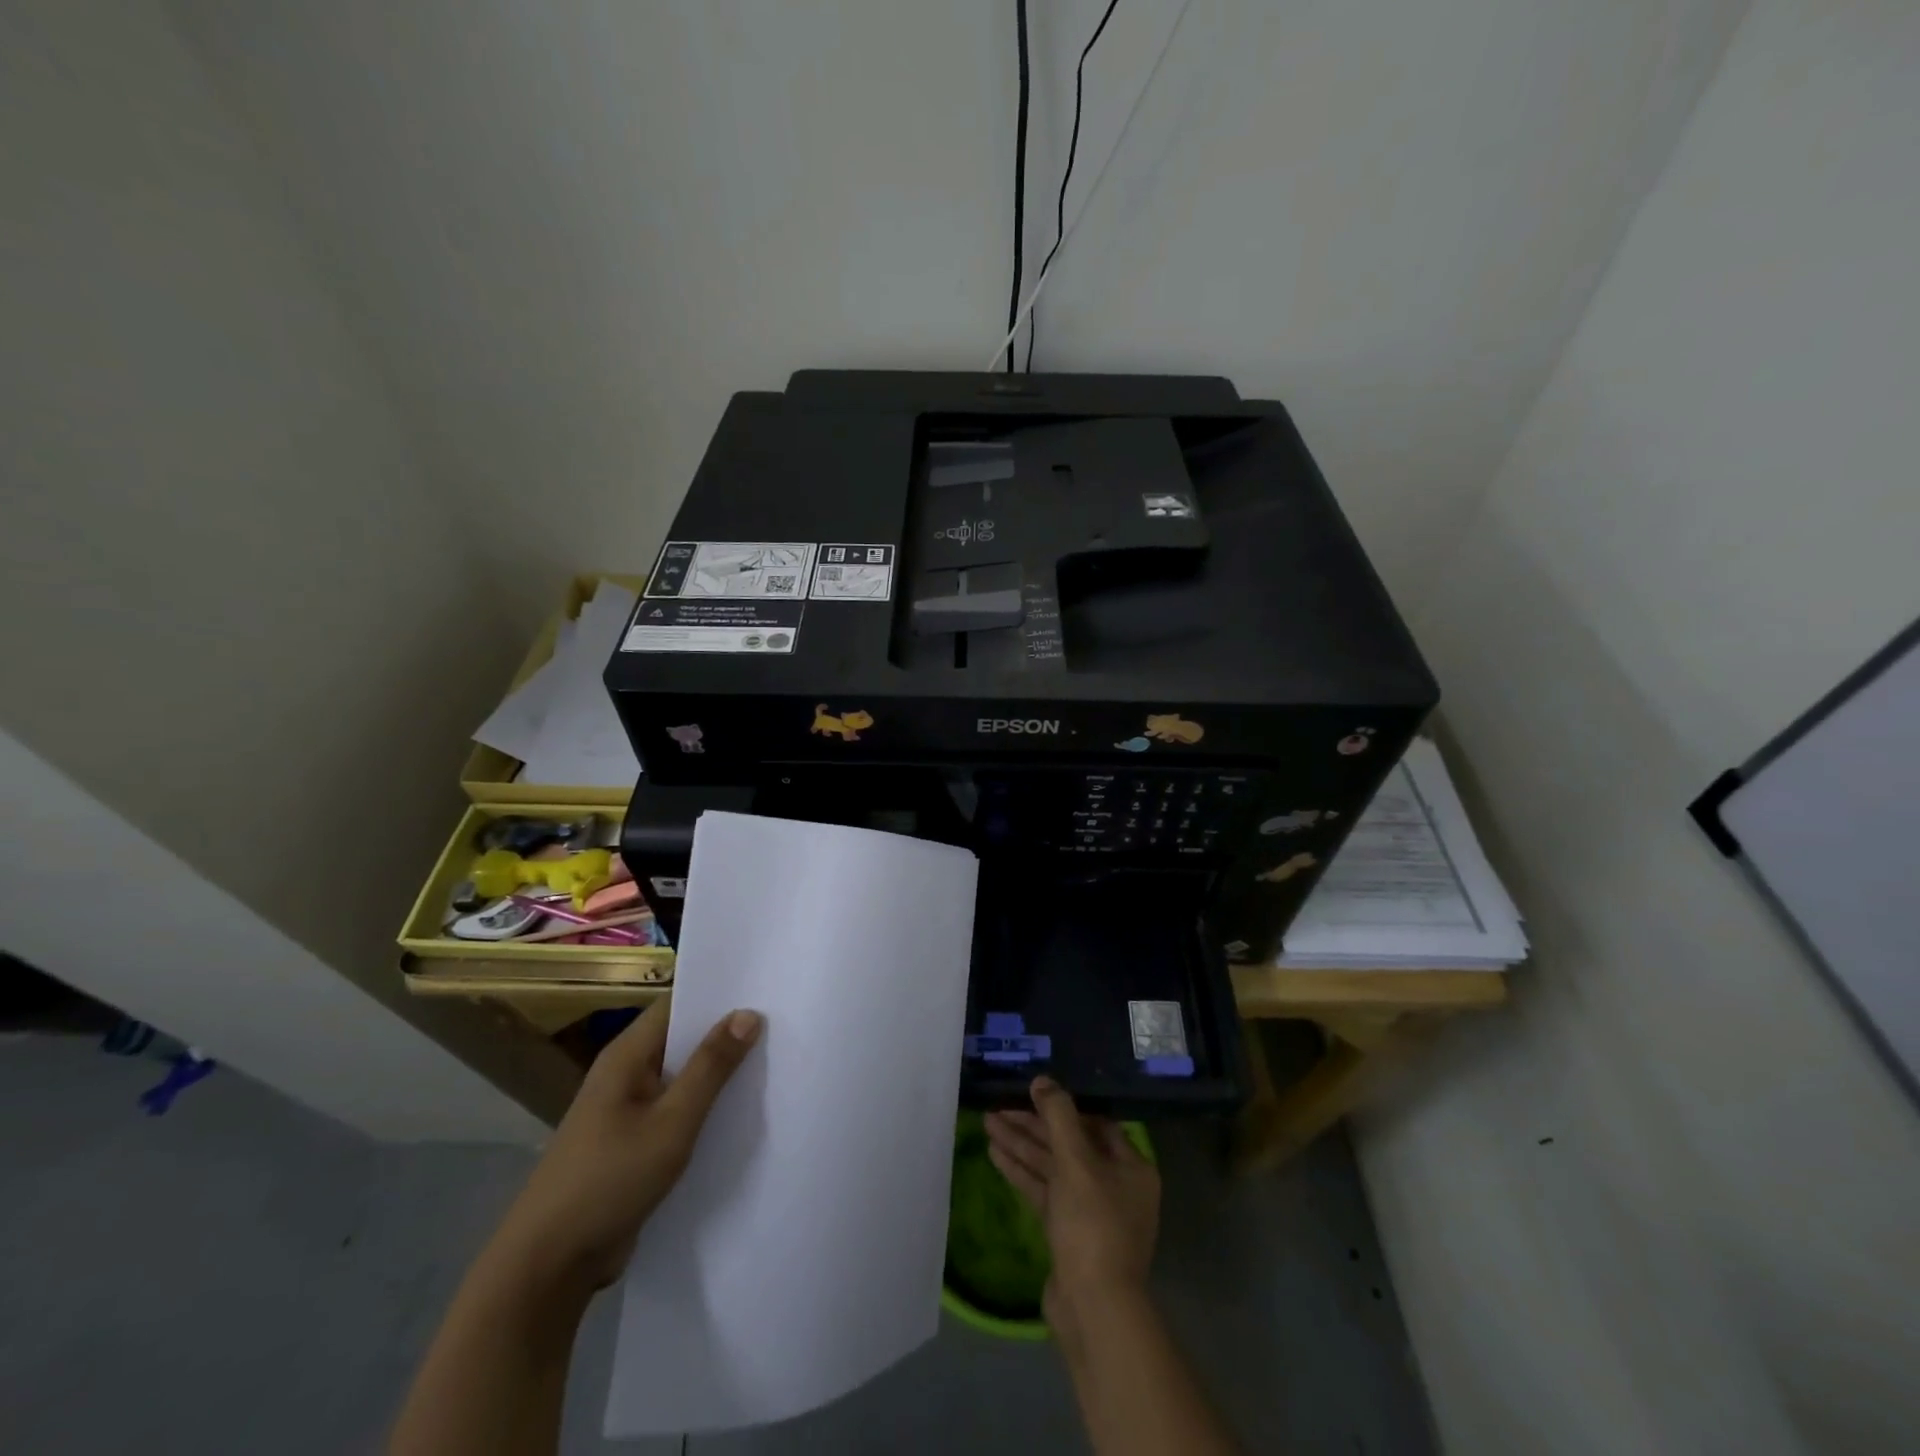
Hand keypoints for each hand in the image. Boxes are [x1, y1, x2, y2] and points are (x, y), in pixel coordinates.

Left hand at [491, 996, 762, 1292]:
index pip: (677, 1004)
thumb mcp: (671, 1122)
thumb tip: (748, 1013)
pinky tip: (741, 1111)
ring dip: (718, 1072)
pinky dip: (704, 1105)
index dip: (718, 994)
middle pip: (682, 1038)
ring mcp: (626, 1109)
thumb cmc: (609, 1180)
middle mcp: (625, 1073)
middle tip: (780, 1023)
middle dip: (725, 1032)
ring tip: (772, 1060)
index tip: (764, 989)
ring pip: (681, 1076)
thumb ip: (711, 1067)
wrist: (548, 1267)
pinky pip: (675, 1109)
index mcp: (626, 1055)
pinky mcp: (632, 1142)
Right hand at [984, 1077, 1159, 1339]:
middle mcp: (1115, 1185)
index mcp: (1131, 1167)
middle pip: (1069, 1144)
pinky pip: (1044, 1191)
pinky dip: (1022, 1172)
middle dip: (1033, 1126)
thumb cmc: (1093, 1224)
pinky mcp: (1069, 1233)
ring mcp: (1091, 1211)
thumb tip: (1042, 1080)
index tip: (1031, 1093)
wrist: (1094, 1308)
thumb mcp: (1076, 1161)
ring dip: (1022, 1146)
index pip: (1094, 1123)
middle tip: (998, 1108)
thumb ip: (1058, 1116)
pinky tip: (995, 1154)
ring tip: (988, 1123)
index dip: (1062, 1107)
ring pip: (1053, 1167)